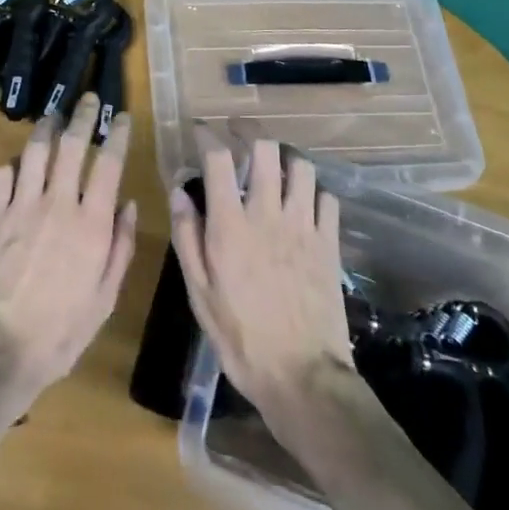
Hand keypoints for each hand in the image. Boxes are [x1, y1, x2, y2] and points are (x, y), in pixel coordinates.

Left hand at [0, 93, 138, 405]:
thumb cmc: (61, 331)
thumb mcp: (105, 297)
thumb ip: (120, 247)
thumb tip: (129, 205)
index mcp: (91, 223)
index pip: (109, 164)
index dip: (117, 135)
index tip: (122, 116)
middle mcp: (58, 203)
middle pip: (72, 145)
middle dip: (83, 116)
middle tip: (88, 99)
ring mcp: (21, 205)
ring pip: (35, 151)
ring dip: (46, 128)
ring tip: (53, 116)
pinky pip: (3, 174)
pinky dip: (13, 164)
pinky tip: (17, 163)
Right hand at [169, 133, 353, 416]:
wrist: (302, 378)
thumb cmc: (240, 338)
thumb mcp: (199, 293)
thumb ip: (187, 236)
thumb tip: (179, 191)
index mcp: (230, 226)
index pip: (219, 159)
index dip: (208, 136)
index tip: (201, 131)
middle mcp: (268, 214)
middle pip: (265, 149)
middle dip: (249, 132)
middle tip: (237, 133)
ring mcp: (304, 227)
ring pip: (301, 167)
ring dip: (285, 158)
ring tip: (274, 164)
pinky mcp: (329, 243)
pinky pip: (327, 198)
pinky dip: (314, 191)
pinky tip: (304, 202)